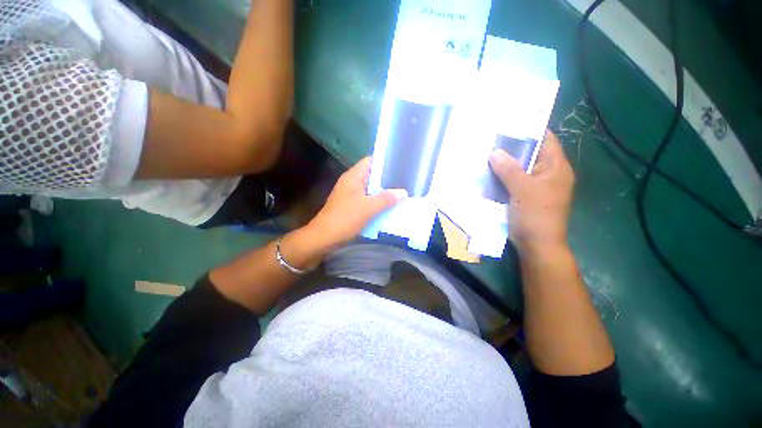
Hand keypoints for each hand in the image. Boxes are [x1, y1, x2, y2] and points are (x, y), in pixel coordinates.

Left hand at [307, 157, 406, 248]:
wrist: (324, 238)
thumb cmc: (345, 218)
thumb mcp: (368, 208)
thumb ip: (386, 199)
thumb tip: (403, 192)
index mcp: (353, 177)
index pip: (370, 161)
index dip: (385, 161)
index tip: (401, 164)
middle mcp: (351, 182)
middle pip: (372, 175)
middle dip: (388, 178)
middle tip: (405, 180)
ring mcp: (351, 194)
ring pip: (371, 189)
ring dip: (383, 192)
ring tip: (401, 192)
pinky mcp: (351, 206)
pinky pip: (368, 200)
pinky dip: (378, 202)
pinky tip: (390, 206)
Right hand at [489, 131, 574, 254]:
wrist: (537, 245)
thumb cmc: (536, 215)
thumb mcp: (523, 190)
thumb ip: (509, 170)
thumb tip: (495, 152)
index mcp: (556, 168)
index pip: (545, 140)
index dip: (529, 130)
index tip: (509, 123)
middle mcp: (548, 174)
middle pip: (530, 154)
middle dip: (512, 147)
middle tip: (491, 139)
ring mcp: (536, 186)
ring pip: (520, 169)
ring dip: (505, 163)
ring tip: (486, 154)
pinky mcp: (525, 196)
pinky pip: (513, 181)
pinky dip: (502, 177)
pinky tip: (488, 174)